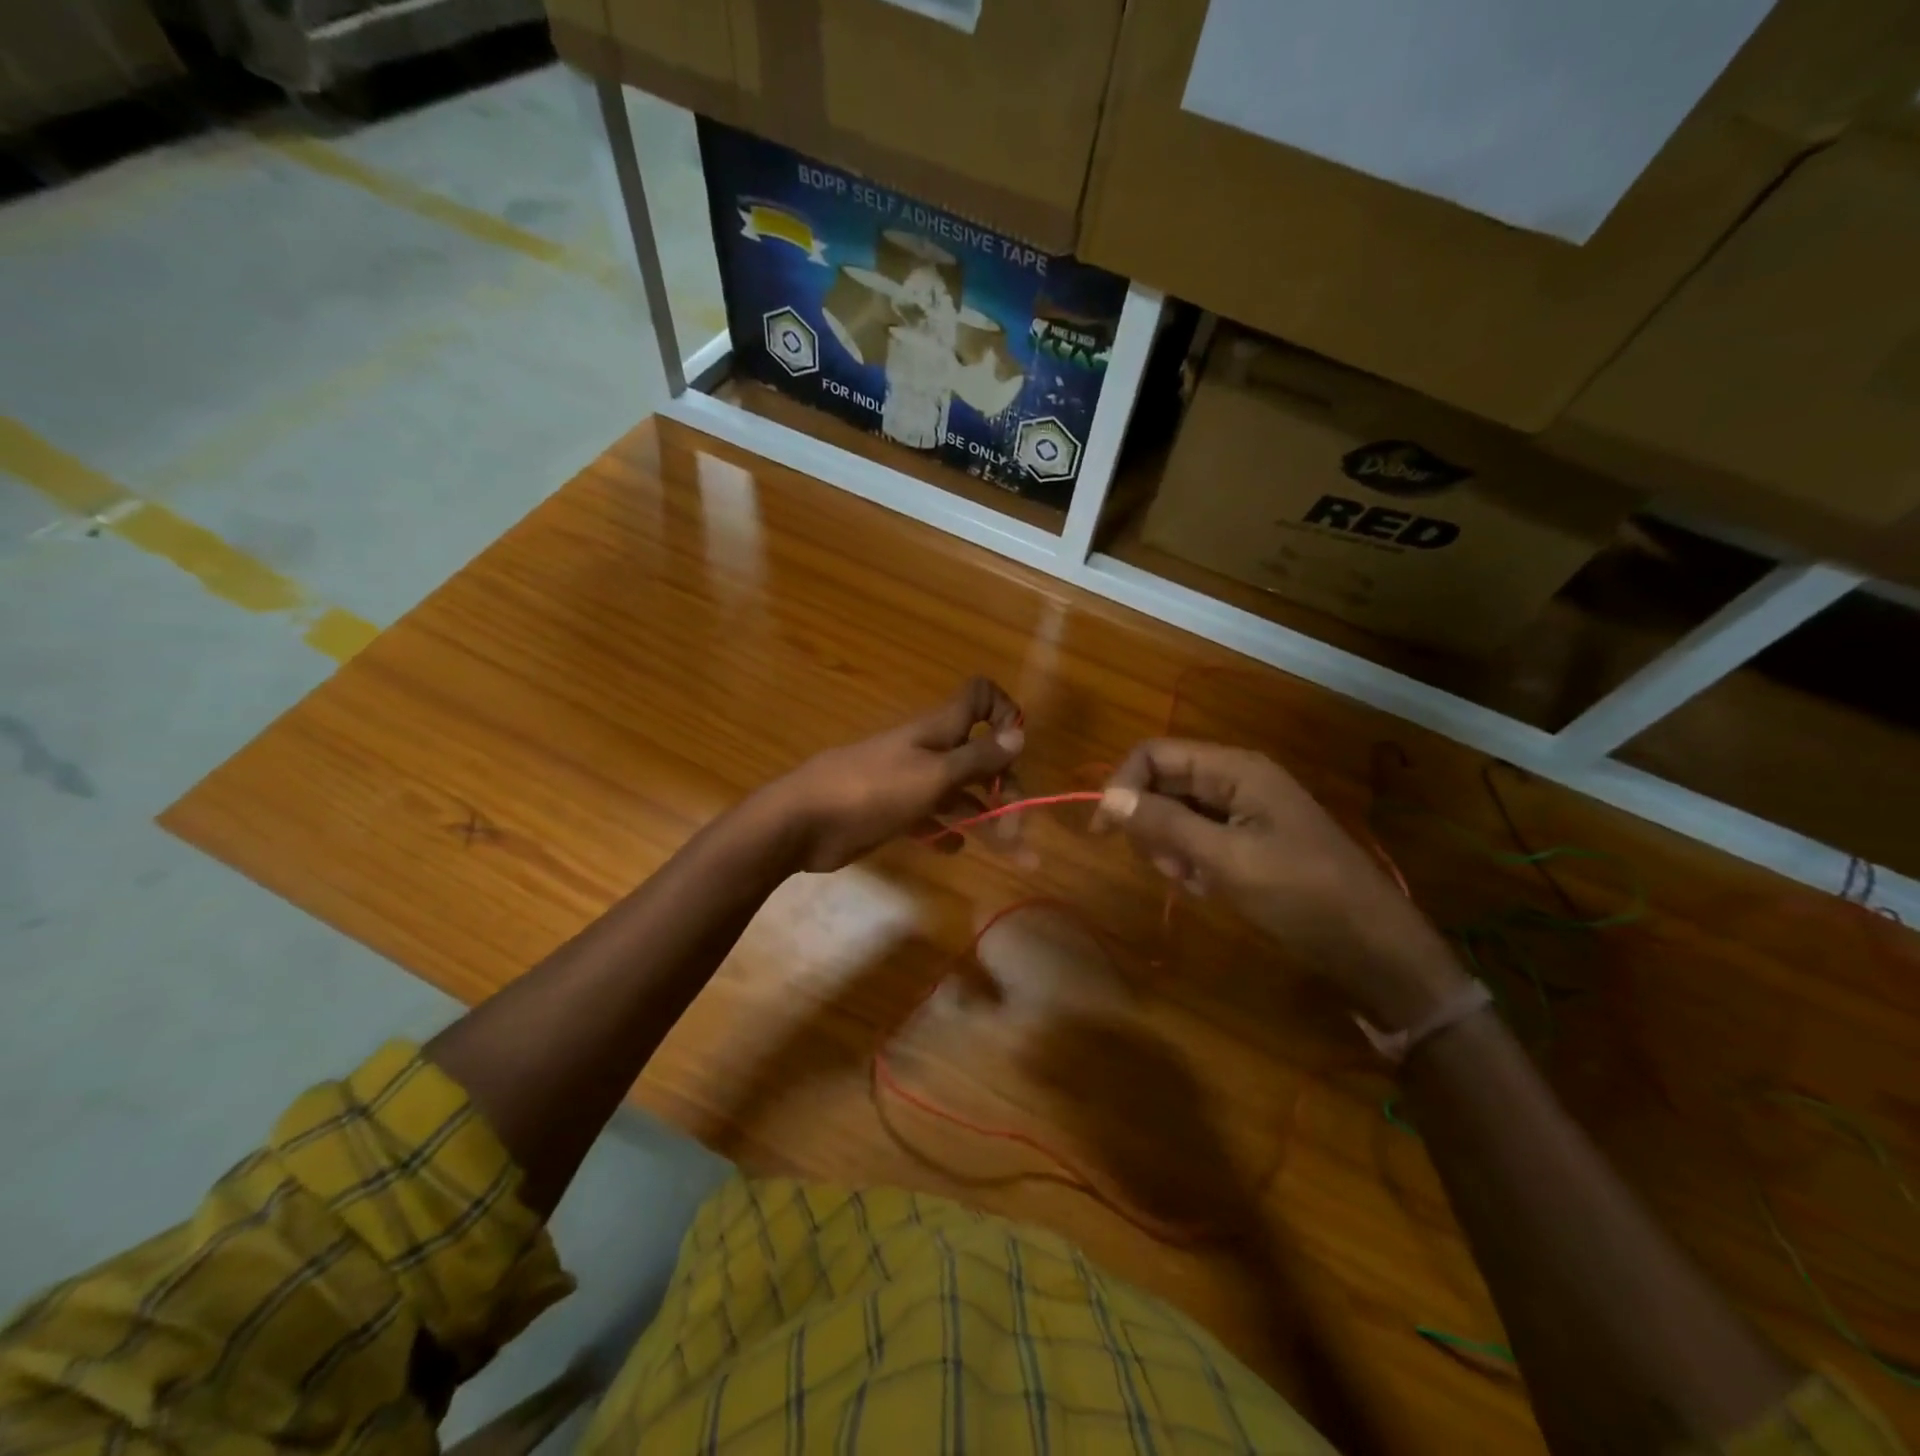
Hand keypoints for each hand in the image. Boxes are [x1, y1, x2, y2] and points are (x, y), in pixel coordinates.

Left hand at [769, 677, 1024, 872]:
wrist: (802, 822)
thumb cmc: (872, 791)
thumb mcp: (933, 775)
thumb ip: (977, 757)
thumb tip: (1019, 733)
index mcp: (939, 732)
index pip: (978, 698)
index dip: (1003, 713)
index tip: (1017, 748)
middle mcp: (928, 752)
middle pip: (979, 758)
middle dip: (1006, 788)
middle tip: (1019, 828)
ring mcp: (909, 783)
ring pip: (959, 796)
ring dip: (987, 820)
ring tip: (1014, 854)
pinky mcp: (892, 812)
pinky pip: (930, 819)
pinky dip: (946, 831)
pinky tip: (954, 848)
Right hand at [1096, 739, 1469, 1026]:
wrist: (1371, 945)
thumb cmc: (1301, 894)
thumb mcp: (1226, 859)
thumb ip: (1165, 824)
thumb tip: (1108, 798)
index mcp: (1235, 769)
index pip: (1154, 755)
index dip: (1122, 785)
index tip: (1101, 831)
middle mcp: (1236, 780)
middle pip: (1163, 784)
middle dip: (1152, 824)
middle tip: (1170, 867)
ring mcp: (1243, 811)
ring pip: (1176, 814)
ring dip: (1171, 848)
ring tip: (1195, 882)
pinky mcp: (1248, 841)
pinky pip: (1198, 839)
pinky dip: (1192, 863)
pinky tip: (1209, 889)